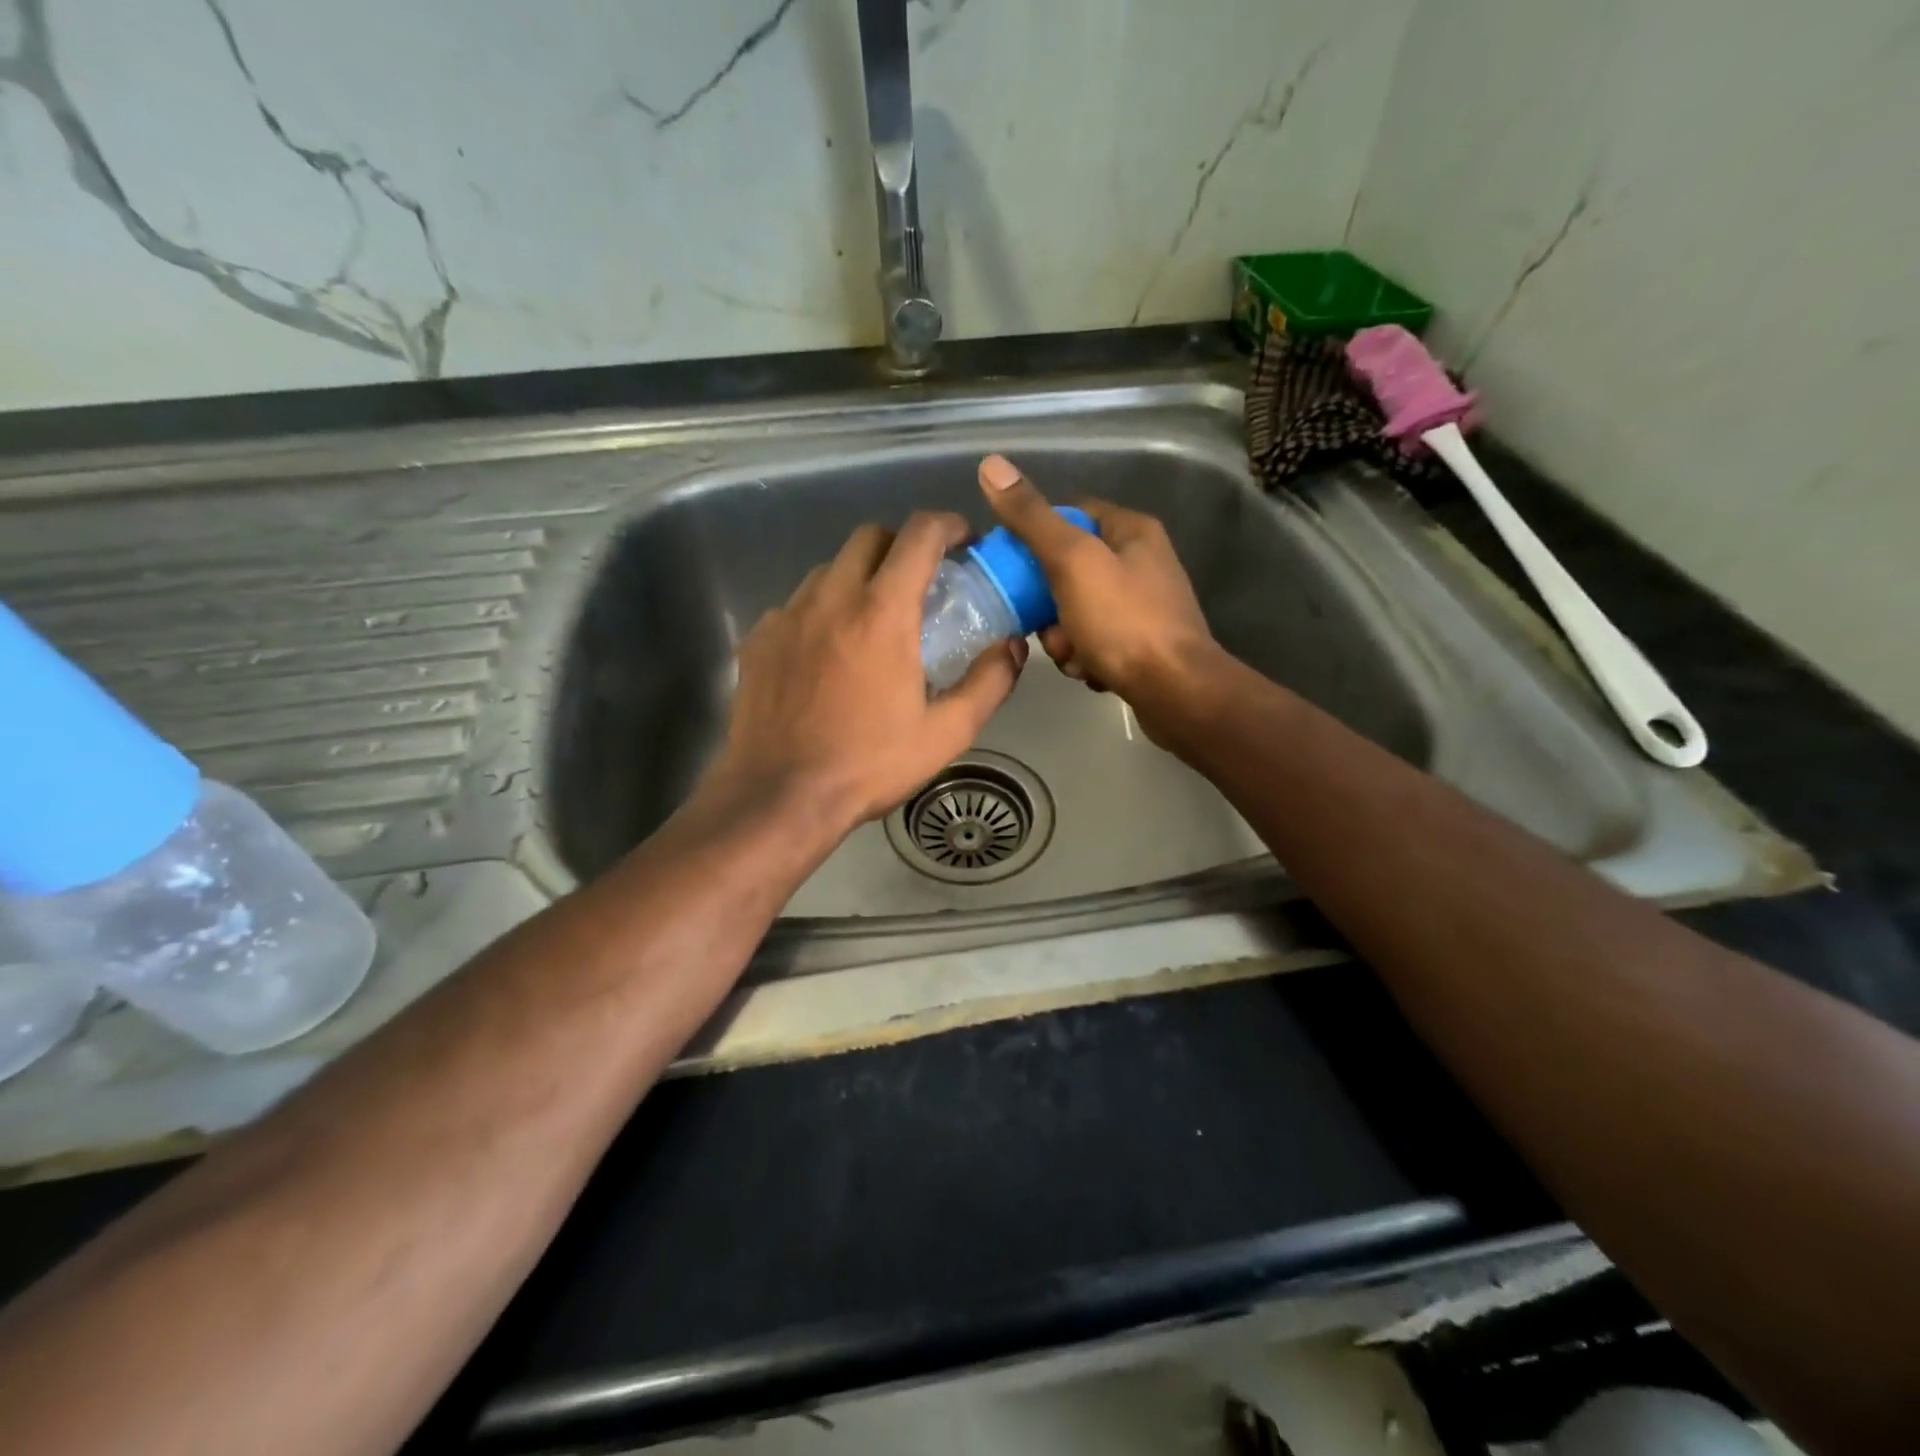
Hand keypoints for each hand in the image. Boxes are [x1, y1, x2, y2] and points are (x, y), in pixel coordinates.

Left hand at [707, 513, 1025, 833]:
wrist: (779, 796)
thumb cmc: (868, 766)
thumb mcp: (945, 734)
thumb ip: (988, 683)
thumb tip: (1012, 648)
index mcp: (882, 613)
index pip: (919, 535)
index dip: (948, 525)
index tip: (963, 540)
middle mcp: (831, 598)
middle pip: (869, 537)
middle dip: (901, 546)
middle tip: (920, 582)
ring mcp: (787, 615)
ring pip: (829, 569)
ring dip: (859, 577)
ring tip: (872, 619)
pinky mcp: (759, 639)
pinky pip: (796, 604)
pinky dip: (821, 611)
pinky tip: (827, 653)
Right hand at [977, 455, 1217, 714]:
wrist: (1176, 693)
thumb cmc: (1124, 622)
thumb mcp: (1072, 562)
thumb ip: (1031, 519)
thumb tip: (991, 465)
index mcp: (1131, 530)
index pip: (1070, 514)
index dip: (1035, 536)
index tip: (1012, 566)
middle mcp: (1141, 562)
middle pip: (1070, 570)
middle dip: (1048, 603)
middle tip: (1046, 627)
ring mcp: (1144, 606)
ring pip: (1078, 611)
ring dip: (1064, 637)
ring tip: (1073, 656)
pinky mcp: (1142, 644)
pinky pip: (1096, 641)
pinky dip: (1086, 657)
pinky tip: (1091, 673)